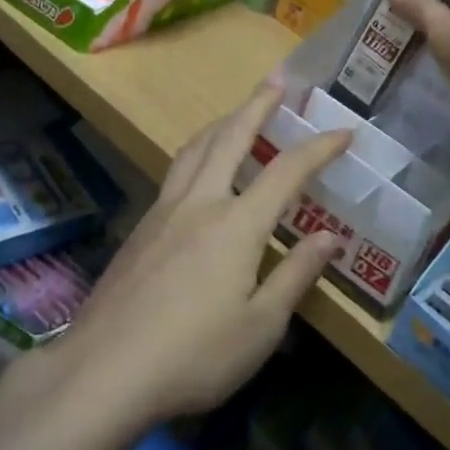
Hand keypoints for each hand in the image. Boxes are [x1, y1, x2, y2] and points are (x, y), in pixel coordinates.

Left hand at [47, 84, 351, 427]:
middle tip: (276, 80)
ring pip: (195, 148)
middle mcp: (200, 202)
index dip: (319, 147)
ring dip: (221, 123)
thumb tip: (329, 236)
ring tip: (236, 113)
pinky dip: (197, 152)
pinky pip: (175, 171)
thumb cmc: (195, 355)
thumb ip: (296, 275)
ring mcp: (164, 211)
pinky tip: (198, 170)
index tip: (344, 132)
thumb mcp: (261, 327)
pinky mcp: (141, 228)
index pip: (286, 171)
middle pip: (230, 137)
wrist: (105, 369)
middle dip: (257, 105)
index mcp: (236, 223)